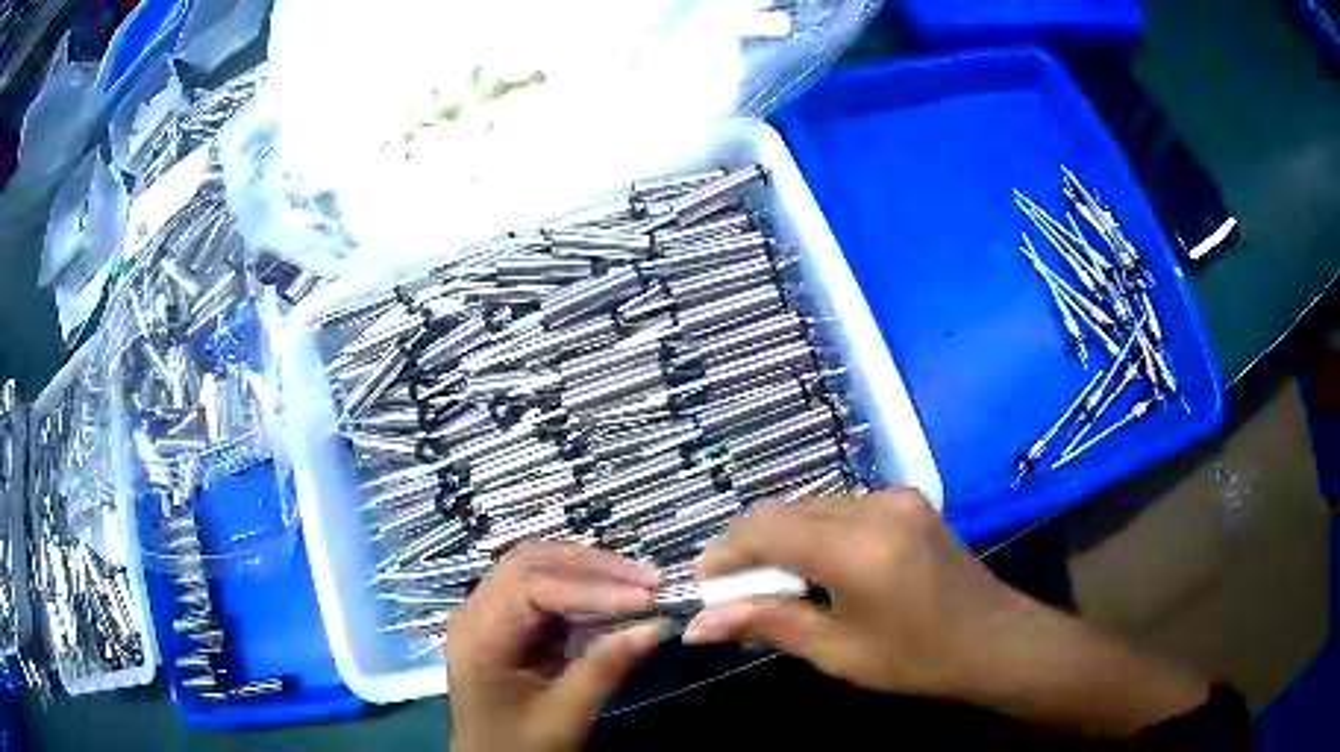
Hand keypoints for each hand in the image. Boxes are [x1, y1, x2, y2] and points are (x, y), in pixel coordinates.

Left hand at [447, 542, 664, 751]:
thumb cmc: (518, 748)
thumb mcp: (563, 717)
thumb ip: (605, 669)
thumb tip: (657, 626)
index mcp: (479, 635)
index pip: (533, 586)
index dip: (591, 587)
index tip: (644, 598)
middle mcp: (476, 613)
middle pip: (531, 564)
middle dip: (592, 567)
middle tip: (647, 578)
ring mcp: (489, 616)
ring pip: (537, 570)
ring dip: (589, 572)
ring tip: (638, 582)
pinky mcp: (507, 626)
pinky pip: (543, 594)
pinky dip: (582, 592)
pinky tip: (616, 600)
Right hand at [685, 490, 1015, 698]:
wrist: (995, 640)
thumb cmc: (918, 659)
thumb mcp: (838, 652)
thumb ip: (766, 625)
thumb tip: (697, 625)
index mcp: (860, 547)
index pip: (766, 529)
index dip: (724, 554)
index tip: (702, 586)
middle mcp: (876, 505)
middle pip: (784, 510)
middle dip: (749, 548)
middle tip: (734, 594)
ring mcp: (896, 496)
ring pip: (810, 505)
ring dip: (781, 540)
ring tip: (775, 588)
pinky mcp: (907, 500)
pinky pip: (840, 507)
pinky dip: (814, 534)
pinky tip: (817, 571)